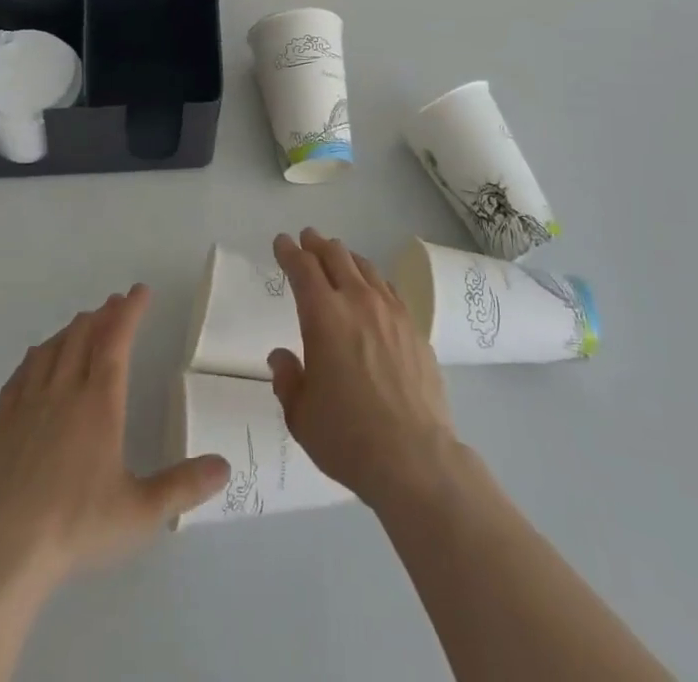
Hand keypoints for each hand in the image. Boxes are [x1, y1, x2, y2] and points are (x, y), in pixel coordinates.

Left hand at [0, 285, 229, 588]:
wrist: (1, 553)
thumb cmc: (75, 527)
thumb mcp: (139, 513)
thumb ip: (183, 487)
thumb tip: (226, 467)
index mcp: (99, 402)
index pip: (117, 339)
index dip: (130, 311)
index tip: (140, 291)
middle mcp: (64, 390)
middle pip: (83, 334)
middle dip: (103, 314)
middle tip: (115, 305)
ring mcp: (28, 403)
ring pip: (52, 347)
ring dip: (72, 329)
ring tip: (83, 324)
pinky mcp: (1, 421)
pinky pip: (21, 371)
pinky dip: (37, 354)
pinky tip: (38, 358)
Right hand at [267, 230, 459, 509]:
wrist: (415, 458)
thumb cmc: (348, 438)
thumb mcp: (301, 415)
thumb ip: (287, 380)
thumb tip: (282, 356)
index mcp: (324, 316)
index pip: (303, 268)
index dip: (289, 251)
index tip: (281, 242)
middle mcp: (358, 302)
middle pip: (336, 256)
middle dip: (317, 244)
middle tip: (308, 239)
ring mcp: (391, 312)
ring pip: (365, 267)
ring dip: (346, 257)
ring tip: (338, 257)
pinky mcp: (414, 328)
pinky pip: (389, 289)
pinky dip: (373, 280)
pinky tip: (372, 289)